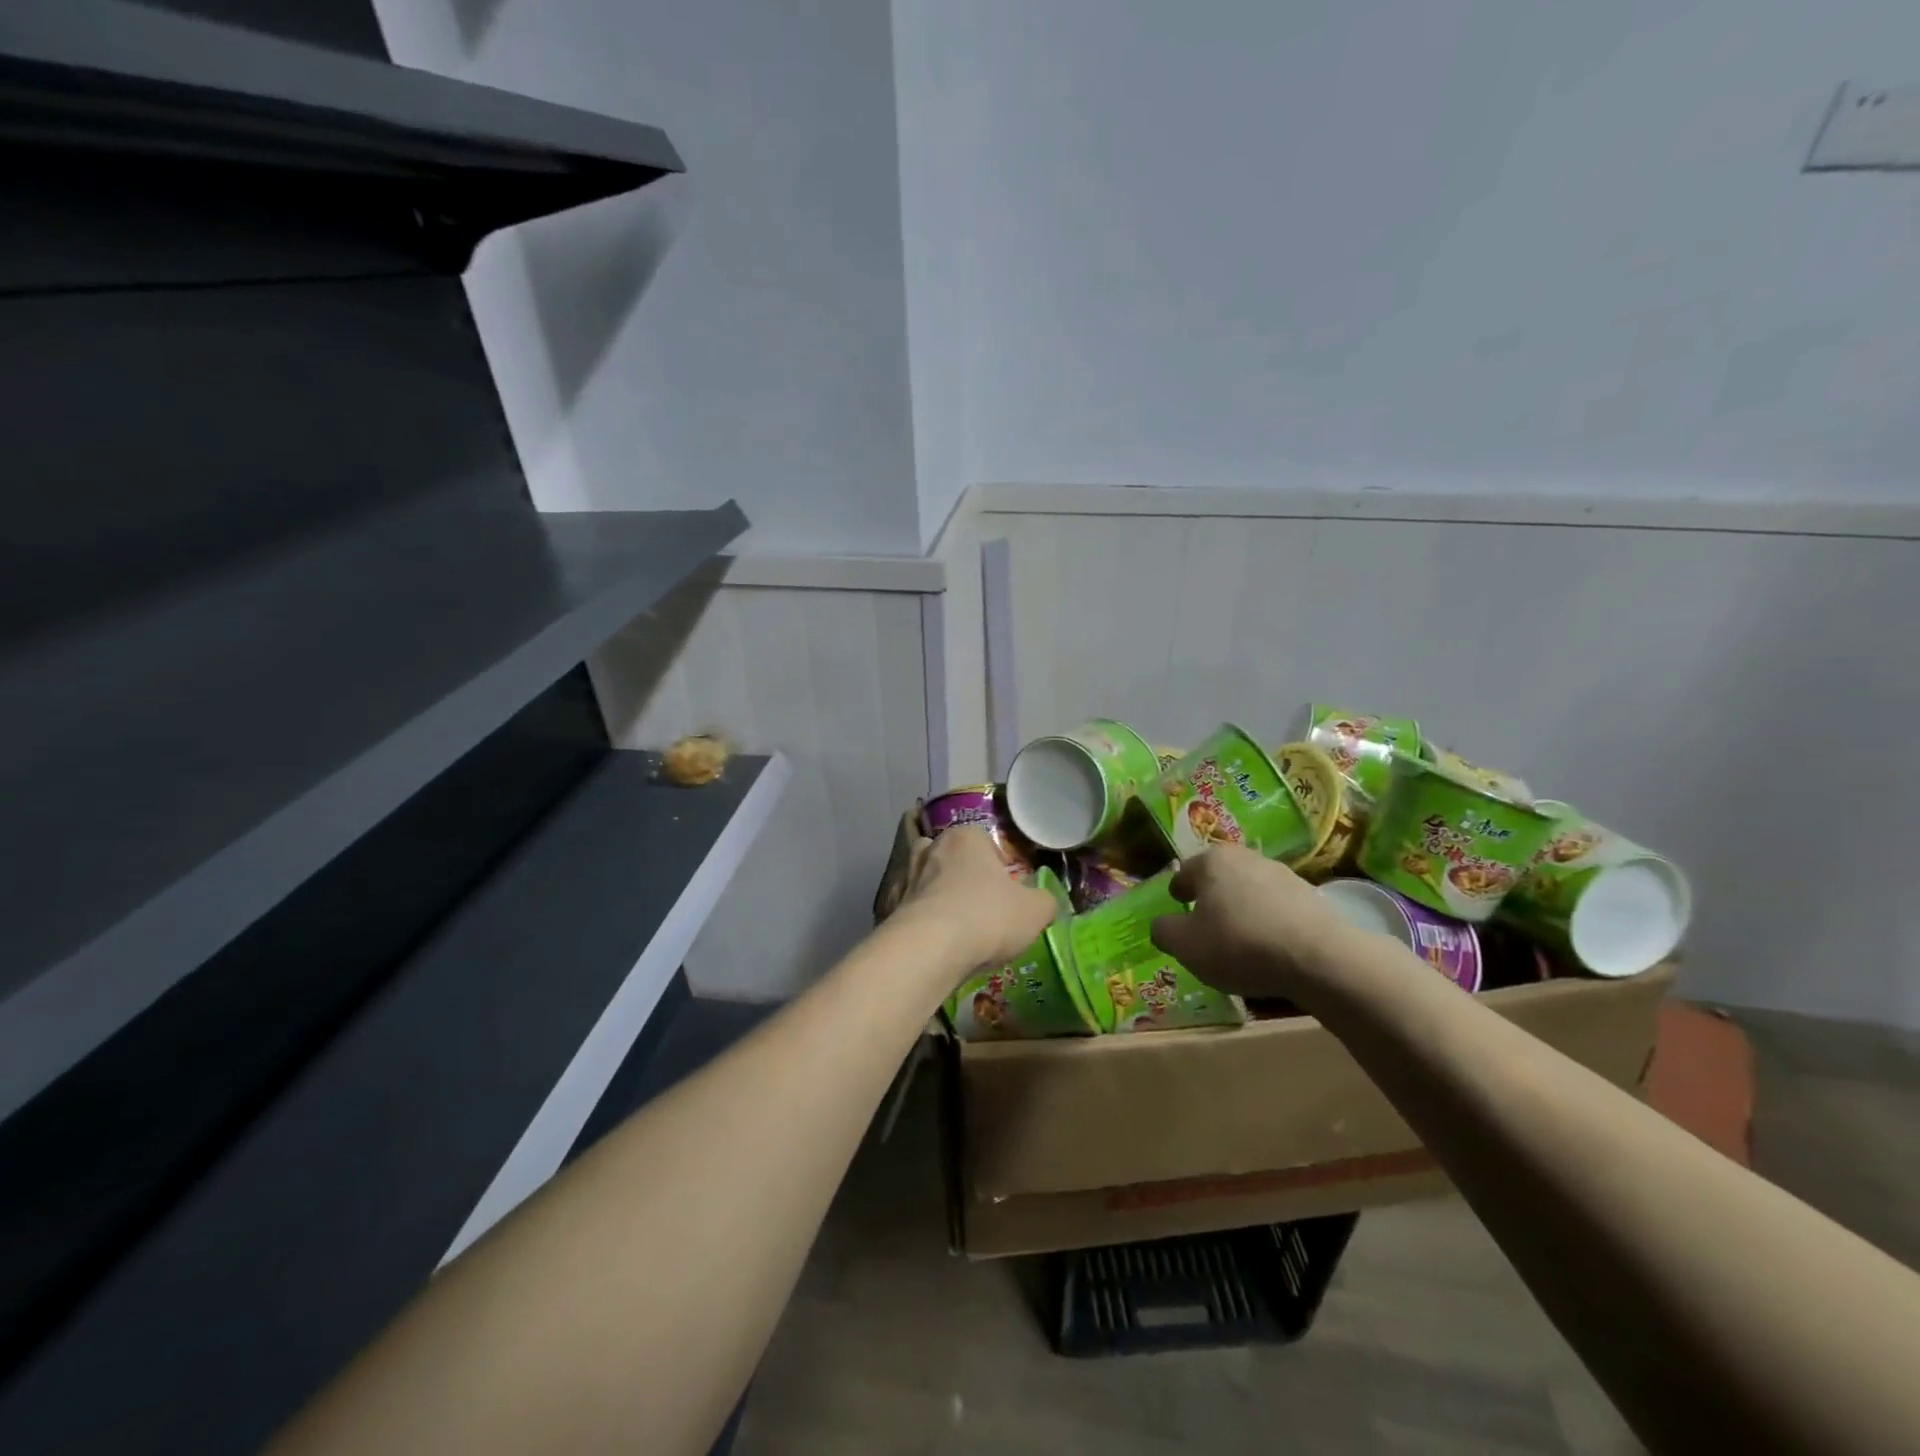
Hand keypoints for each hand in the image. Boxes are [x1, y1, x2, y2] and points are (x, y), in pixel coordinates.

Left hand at [891, 827, 1056, 975]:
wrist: (930, 950)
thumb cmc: (987, 916)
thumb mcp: (1035, 910)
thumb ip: (1045, 901)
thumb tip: (1043, 903)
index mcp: (966, 837)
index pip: (983, 840)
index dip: (997, 865)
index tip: (1006, 891)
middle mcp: (932, 849)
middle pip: (951, 857)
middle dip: (963, 877)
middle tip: (981, 906)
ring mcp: (907, 878)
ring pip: (927, 882)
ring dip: (939, 898)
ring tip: (958, 928)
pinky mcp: (890, 909)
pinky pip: (913, 911)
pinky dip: (923, 923)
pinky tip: (936, 944)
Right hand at [1149, 845, 1351, 999]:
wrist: (1320, 959)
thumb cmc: (1239, 944)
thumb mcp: (1185, 945)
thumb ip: (1164, 931)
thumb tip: (1163, 925)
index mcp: (1212, 861)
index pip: (1185, 871)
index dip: (1177, 891)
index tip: (1177, 906)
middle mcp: (1247, 857)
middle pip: (1220, 878)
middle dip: (1211, 898)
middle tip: (1206, 925)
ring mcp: (1284, 875)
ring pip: (1250, 892)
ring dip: (1242, 910)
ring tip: (1240, 942)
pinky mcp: (1312, 898)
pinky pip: (1278, 909)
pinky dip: (1269, 923)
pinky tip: (1270, 949)